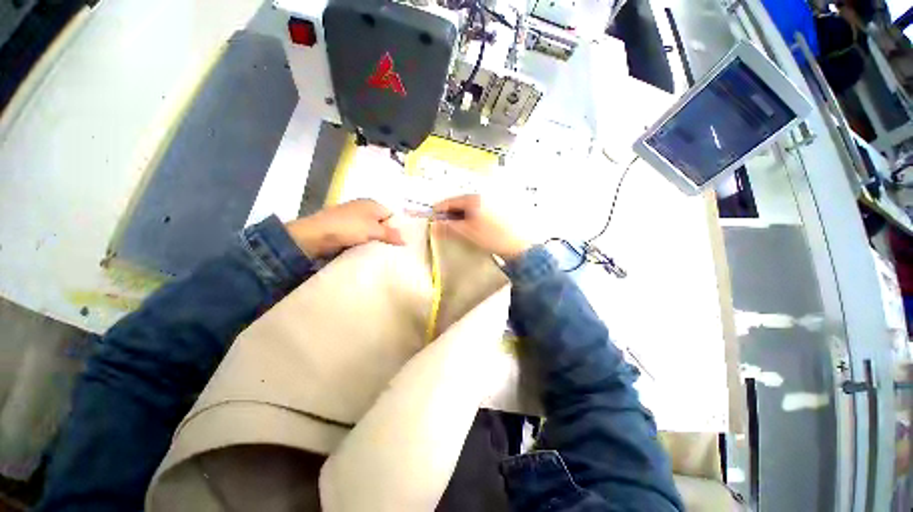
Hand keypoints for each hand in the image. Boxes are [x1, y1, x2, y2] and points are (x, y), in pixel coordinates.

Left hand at [286, 199, 404, 258]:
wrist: (315, 235)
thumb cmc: (348, 227)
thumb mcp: (373, 230)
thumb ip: (390, 234)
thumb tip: (405, 240)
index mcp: (372, 204)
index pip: (392, 215)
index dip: (398, 227)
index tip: (402, 242)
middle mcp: (364, 209)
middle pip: (382, 223)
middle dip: (388, 236)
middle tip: (396, 250)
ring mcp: (354, 220)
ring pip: (372, 231)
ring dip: (377, 241)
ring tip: (386, 253)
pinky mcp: (346, 230)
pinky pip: (363, 237)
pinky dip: (367, 243)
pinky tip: (371, 252)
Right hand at [432, 195, 530, 260]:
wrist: (519, 246)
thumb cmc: (492, 238)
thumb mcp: (467, 232)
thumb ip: (449, 227)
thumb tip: (434, 224)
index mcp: (475, 199)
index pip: (451, 201)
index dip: (439, 210)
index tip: (432, 219)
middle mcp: (483, 196)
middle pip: (460, 203)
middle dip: (450, 214)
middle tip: (444, 226)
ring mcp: (491, 203)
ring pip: (469, 208)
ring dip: (460, 216)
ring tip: (457, 229)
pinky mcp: (497, 210)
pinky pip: (478, 211)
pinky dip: (470, 218)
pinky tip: (470, 227)